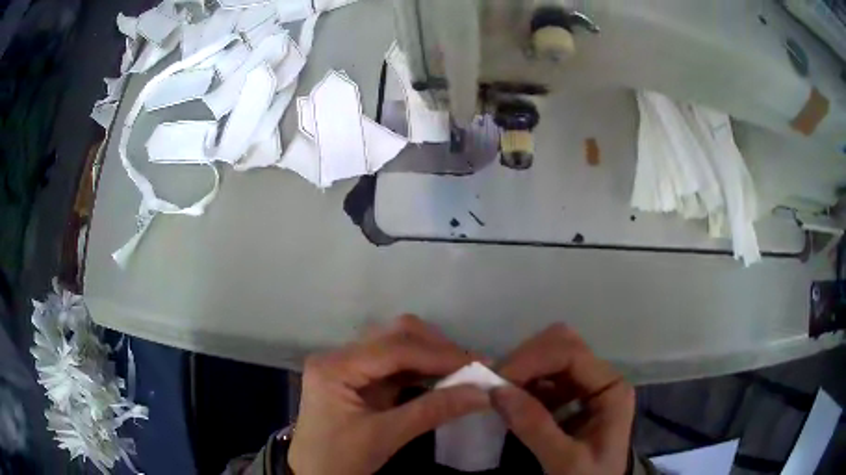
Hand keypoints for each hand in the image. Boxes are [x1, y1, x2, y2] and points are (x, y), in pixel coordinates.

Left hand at [288, 315, 490, 474]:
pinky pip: (396, 365)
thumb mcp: (384, 437)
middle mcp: (340, 356)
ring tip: (464, 371)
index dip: (438, 355)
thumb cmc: (338, 460)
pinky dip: (423, 369)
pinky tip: (444, 379)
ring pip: (397, 345)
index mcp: (335, 366)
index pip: (393, 349)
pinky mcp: (359, 378)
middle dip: (436, 348)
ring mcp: (349, 365)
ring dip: (432, 356)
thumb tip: (482, 393)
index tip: (478, 365)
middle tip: (472, 365)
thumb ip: (432, 411)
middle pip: (395, 336)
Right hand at [492, 324, 634, 474]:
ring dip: (522, 370)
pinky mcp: (570, 397)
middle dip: (526, 359)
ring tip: (498, 393)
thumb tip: (497, 391)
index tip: (497, 381)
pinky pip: (543, 377)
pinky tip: (510, 402)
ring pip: (551, 356)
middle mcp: (600, 378)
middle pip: (563, 344)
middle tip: (496, 384)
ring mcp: (585, 385)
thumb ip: (535, 428)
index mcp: (611, 388)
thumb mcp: (565, 461)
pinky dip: (523, 383)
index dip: (533, 360)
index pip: (572, 354)